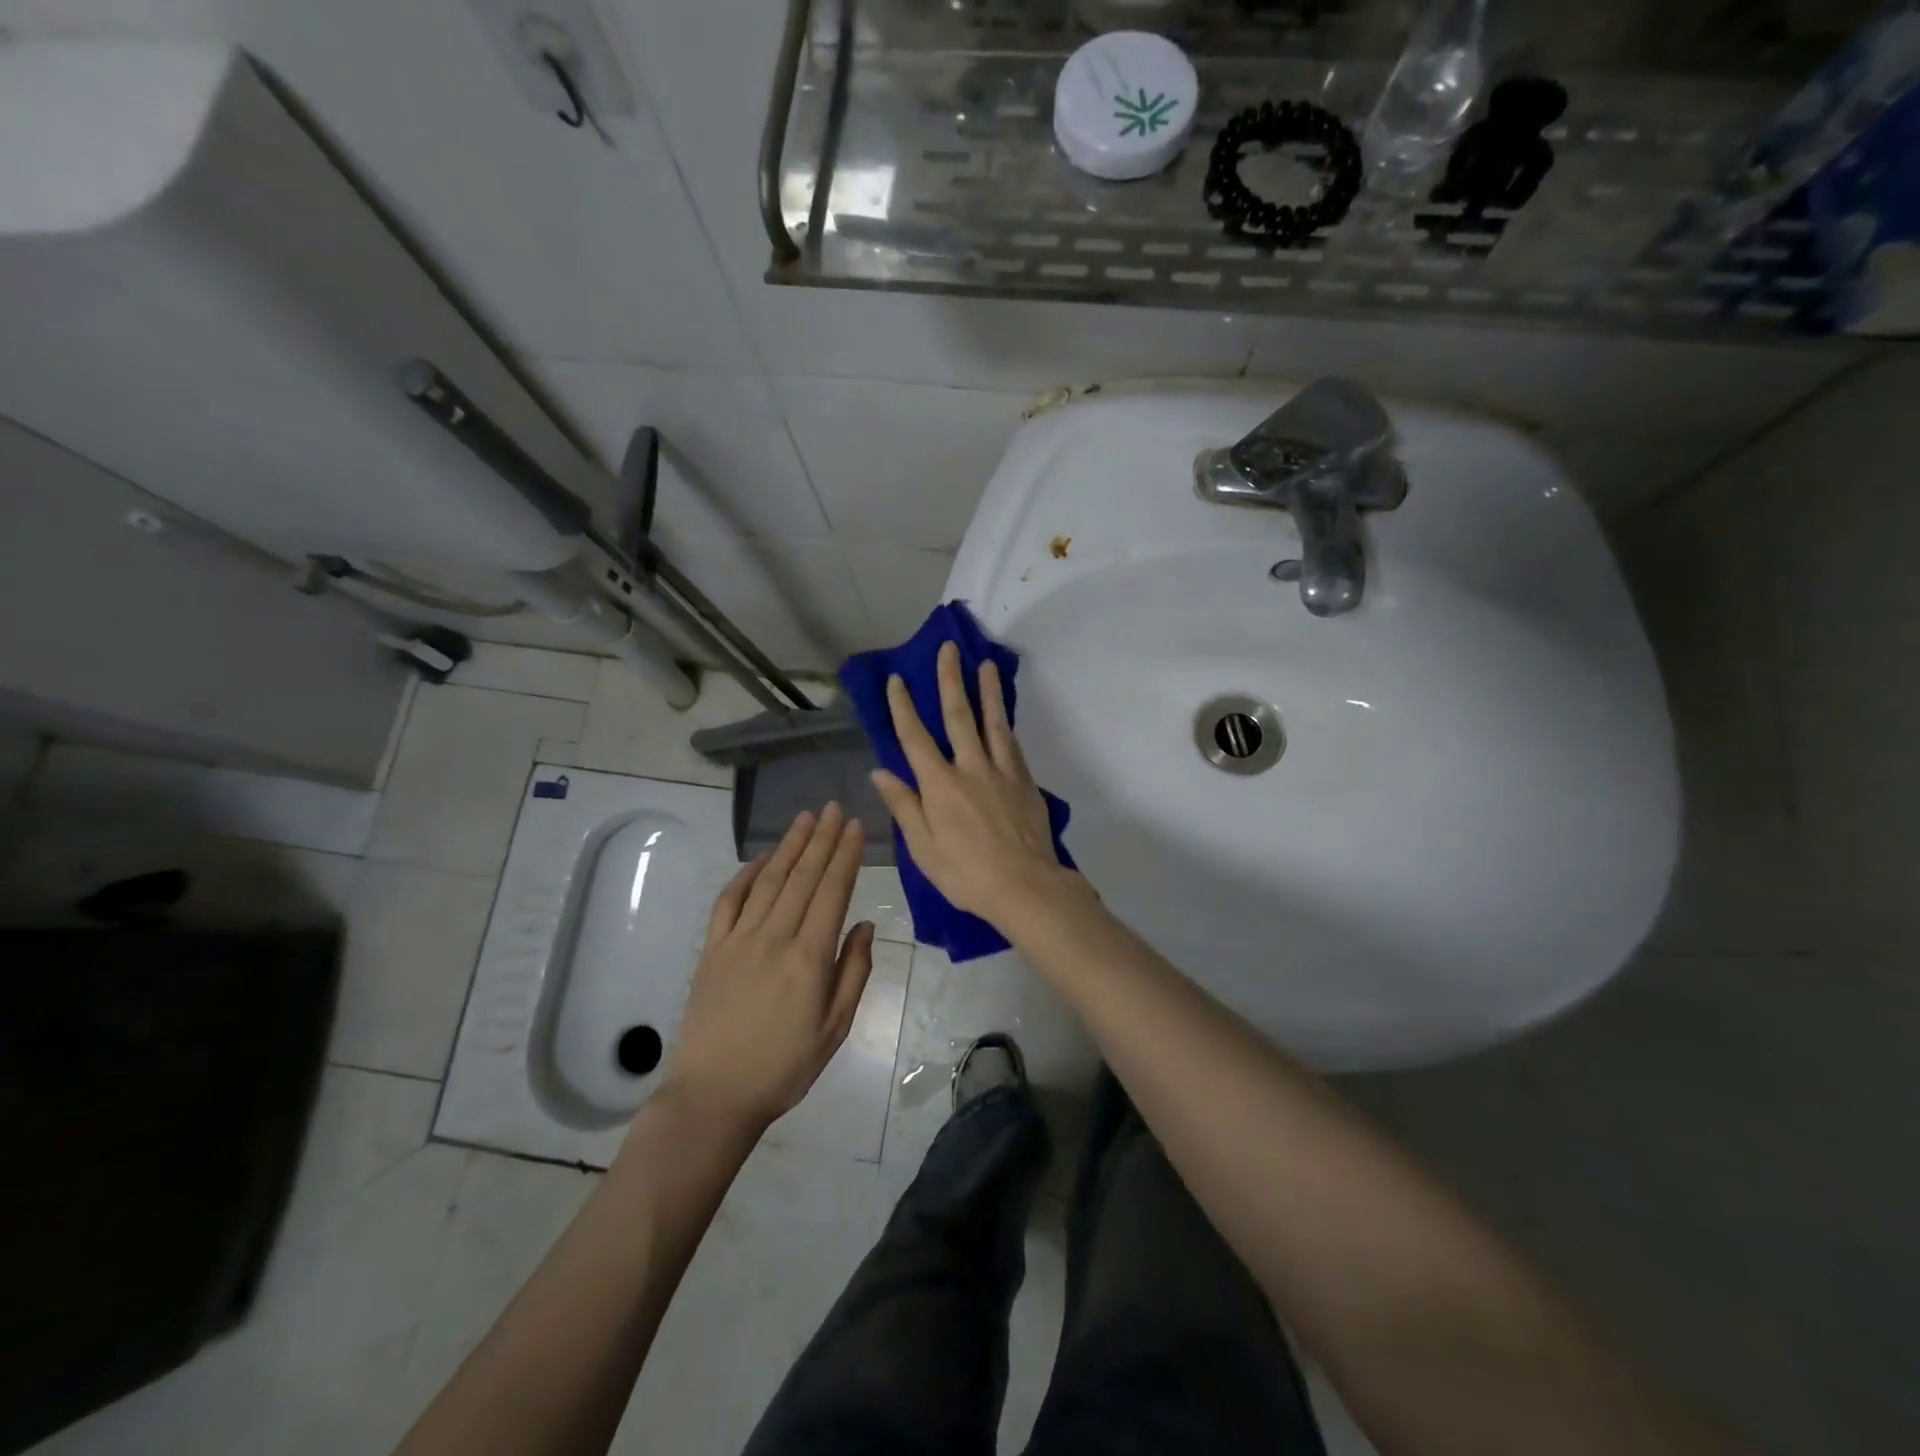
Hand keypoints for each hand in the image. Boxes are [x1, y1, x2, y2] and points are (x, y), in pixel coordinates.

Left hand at [659, 804, 874, 1134]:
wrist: (714, 1096)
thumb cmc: (784, 1067)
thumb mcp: (834, 1028)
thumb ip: (853, 971)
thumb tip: (863, 923)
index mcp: (809, 958)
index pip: (832, 891)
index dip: (844, 854)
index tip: (854, 825)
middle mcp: (774, 938)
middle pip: (802, 876)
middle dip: (820, 838)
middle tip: (833, 808)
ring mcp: (738, 940)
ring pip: (769, 880)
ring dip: (788, 846)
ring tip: (804, 818)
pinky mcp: (712, 949)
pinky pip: (728, 901)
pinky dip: (746, 874)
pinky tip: (761, 859)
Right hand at [870, 640, 1070, 923]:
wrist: (1025, 886)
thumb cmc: (966, 874)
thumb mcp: (923, 848)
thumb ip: (904, 806)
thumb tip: (880, 772)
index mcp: (939, 785)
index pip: (914, 737)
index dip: (903, 707)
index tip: (897, 680)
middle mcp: (970, 767)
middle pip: (958, 715)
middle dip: (950, 680)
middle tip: (948, 649)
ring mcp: (1001, 771)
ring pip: (992, 722)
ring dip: (986, 690)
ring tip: (985, 664)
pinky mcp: (1024, 780)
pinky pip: (1012, 743)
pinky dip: (1005, 723)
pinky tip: (1004, 713)